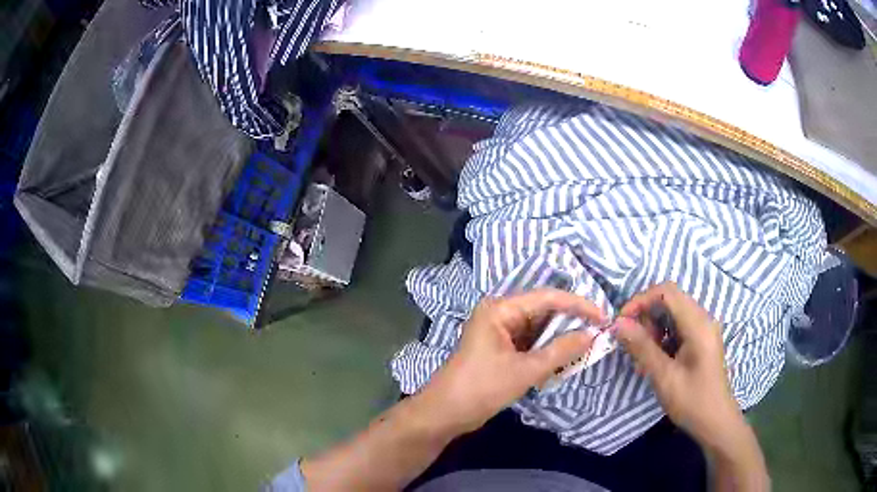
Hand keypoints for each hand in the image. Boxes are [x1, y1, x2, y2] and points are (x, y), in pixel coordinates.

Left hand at [420, 289, 605, 433]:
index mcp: (500, 309)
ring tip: (586, 348)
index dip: (578, 305)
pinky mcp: (501, 349)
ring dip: (560, 339)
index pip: (548, 298)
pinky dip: (547, 351)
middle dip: (570, 323)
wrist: (445, 414)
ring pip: (539, 329)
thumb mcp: (525, 370)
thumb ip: (560, 351)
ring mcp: (499, 332)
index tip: (603, 317)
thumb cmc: (481, 388)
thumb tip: (591, 335)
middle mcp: (500, 314)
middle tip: (598, 333)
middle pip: (544, 311)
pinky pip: (531, 343)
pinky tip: (564, 360)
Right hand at [614, 282, 744, 450]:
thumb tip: (618, 323)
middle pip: (668, 302)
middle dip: (645, 318)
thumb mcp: (664, 376)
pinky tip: (654, 363)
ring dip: (651, 331)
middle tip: (632, 347)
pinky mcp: (700, 341)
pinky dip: (661, 340)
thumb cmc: (692, 401)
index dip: (641, 300)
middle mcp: (702, 320)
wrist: (715, 422)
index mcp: (698, 324)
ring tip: (641, 360)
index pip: (666, 292)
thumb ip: (642, 347)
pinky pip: (677, 329)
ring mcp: (703, 330)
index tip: (621, 322)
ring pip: (671, 316)